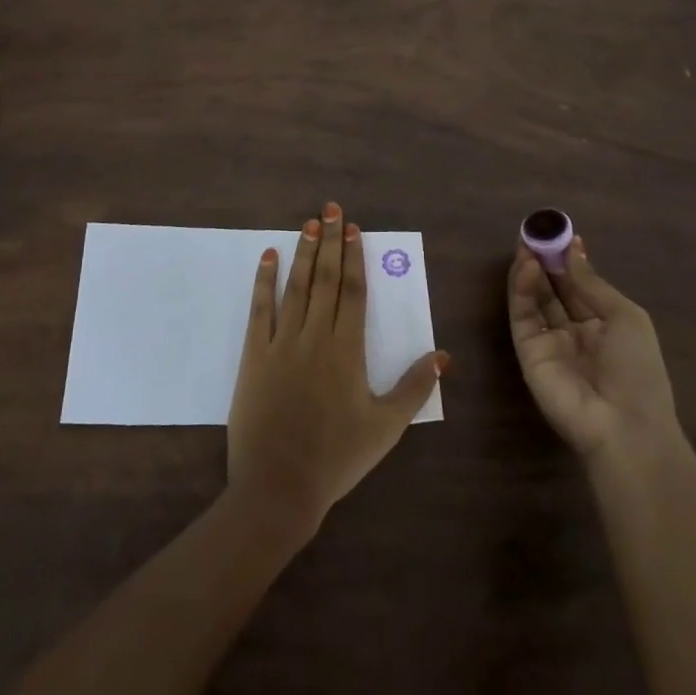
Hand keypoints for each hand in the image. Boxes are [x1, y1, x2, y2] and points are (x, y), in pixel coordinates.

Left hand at [227, 201, 447, 539]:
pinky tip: (268, 257)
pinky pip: (259, 309)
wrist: (279, 486)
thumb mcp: (386, 427)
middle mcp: (315, 336)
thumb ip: (414, 388)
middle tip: (330, 208)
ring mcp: (281, 342)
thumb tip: (442, 355)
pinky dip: (263, 281)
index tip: (353, 229)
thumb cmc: (337, 458)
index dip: (354, 257)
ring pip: (296, 287)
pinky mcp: (253, 355)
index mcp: (347, 350)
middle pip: (326, 279)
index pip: (353, 292)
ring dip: (304, 253)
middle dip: (330, 241)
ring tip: (308, 223)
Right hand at [507, 234, 680, 464]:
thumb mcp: (625, 317)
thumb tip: (573, 248)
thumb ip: (591, 283)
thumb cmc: (637, 370)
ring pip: (533, 298)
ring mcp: (548, 341)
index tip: (557, 232)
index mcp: (602, 324)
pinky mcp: (527, 350)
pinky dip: (522, 288)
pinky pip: (522, 314)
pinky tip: (528, 267)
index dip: (567, 259)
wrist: (624, 426)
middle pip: (552, 288)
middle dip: (544, 260)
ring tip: (527, 244)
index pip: (578, 285)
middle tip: (534, 232)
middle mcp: (573, 330)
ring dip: (529, 270)